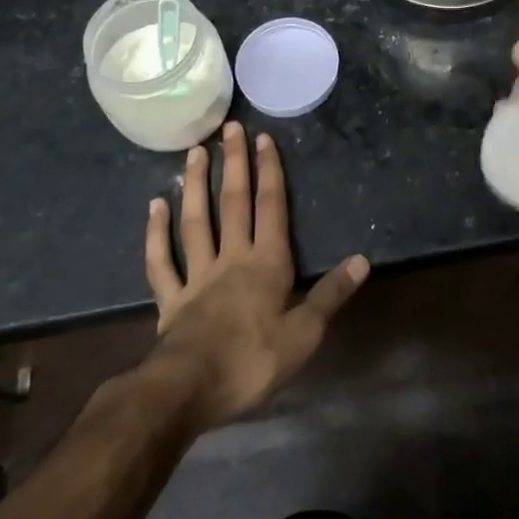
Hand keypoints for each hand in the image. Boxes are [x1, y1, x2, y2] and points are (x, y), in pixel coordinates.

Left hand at [144, 122, 368, 429]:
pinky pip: (162, 261)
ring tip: (195, 151)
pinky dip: (156, 233)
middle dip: (235, 164)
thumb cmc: (253, 361)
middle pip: (234, 203)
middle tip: (229, 127)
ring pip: (196, 222)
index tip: (263, 139)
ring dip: (197, 185)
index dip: (269, 172)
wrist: (189, 390)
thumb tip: (363, 259)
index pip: (271, 208)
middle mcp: (232, 258)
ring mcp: (197, 276)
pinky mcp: (171, 299)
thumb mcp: (305, 334)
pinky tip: (155, 206)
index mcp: (267, 264)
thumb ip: (331, 294)